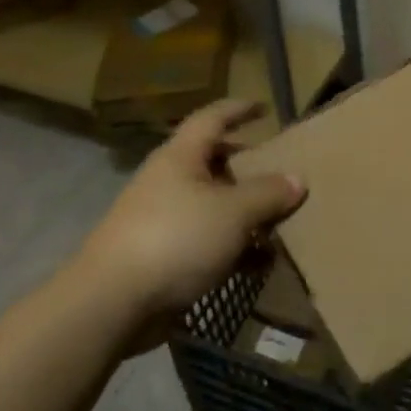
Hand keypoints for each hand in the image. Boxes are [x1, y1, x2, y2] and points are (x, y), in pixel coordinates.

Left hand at [57, 99, 305, 342]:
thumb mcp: (234, 212)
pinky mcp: (161, 256)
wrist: (112, 303)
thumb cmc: (176, 239)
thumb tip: (298, 179)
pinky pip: (205, 240)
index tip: (263, 107)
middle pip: (212, 162)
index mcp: (180, 158)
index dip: (238, 109)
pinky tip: (257, 263)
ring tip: (277, 221)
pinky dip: (232, 246)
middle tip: (277, 171)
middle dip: (245, 166)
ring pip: (211, 204)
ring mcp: (161, 220)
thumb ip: (268, 194)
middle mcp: (168, 182)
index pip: (211, 119)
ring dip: (243, 211)